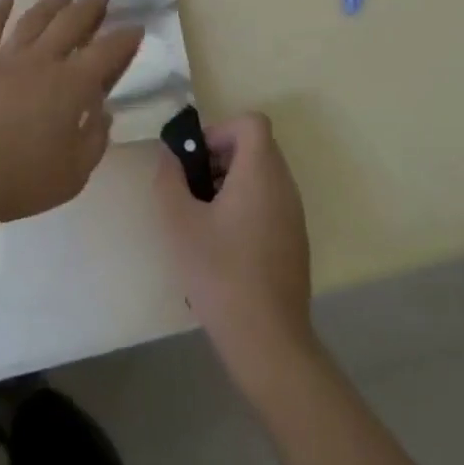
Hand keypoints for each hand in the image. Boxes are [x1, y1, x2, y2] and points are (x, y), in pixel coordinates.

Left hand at [0, 0, 144, 226]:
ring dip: (52, 1)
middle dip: (90, 7)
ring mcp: (6, 56)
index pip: (106, 53)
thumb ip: (94, 140)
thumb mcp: (74, 173)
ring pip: (34, 19)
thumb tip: (103, 112)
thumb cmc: (22, 178)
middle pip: (71, 23)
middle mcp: (42, 60)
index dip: (124, 39)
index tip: (135, 27)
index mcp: (71, 85)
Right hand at [156, 113, 314, 378]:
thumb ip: (169, 178)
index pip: (251, 122)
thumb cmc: (221, 274)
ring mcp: (293, 215)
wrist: (268, 342)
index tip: (196, 160)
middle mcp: (284, 186)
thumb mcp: (179, 223)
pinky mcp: (294, 241)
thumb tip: (169, 154)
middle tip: (192, 188)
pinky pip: (269, 202)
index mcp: (261, 173)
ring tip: (202, 218)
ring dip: (230, 182)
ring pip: (261, 175)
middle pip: (255, 147)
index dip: (220, 130)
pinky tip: (222, 245)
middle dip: (219, 157)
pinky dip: (244, 206)